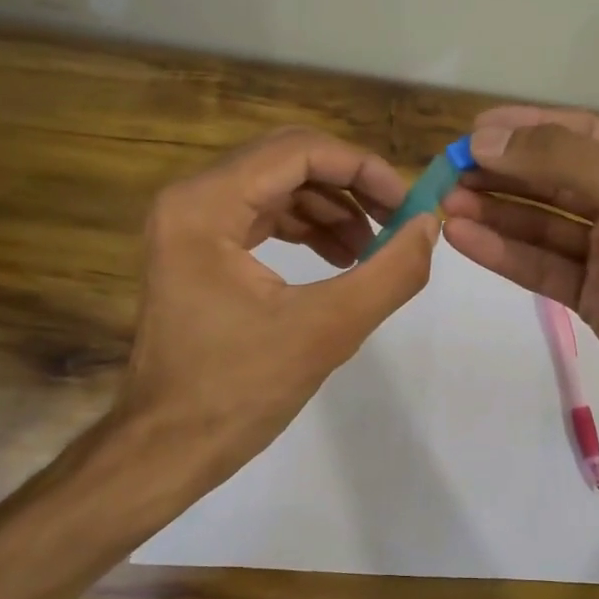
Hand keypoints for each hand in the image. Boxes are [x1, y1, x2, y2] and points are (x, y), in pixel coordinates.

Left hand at [112, 127, 438, 496]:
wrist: (168, 448)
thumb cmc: (238, 391)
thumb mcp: (327, 330)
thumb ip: (390, 273)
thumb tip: (429, 224)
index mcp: (206, 206)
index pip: (298, 151)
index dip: (362, 168)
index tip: (408, 205)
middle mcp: (191, 200)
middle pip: (287, 160)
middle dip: (350, 185)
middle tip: (397, 220)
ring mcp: (191, 225)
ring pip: (278, 188)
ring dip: (332, 209)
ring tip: (374, 250)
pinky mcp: (199, 251)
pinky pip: (263, 218)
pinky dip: (308, 230)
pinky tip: (343, 260)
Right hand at [439, 107, 598, 433]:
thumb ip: (566, 161)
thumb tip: (487, 140)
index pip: (581, 135)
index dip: (527, 129)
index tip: (473, 133)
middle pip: (555, 180)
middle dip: (504, 173)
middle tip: (449, 172)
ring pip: (542, 225)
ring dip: (496, 213)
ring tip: (447, 203)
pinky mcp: (593, 300)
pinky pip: (542, 268)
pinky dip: (504, 254)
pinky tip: (465, 239)